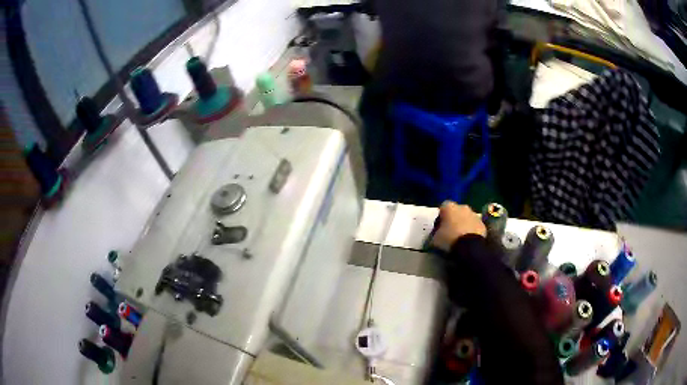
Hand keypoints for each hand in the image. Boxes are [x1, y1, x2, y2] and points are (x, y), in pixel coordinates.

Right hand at [431, 201, 485, 251]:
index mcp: (449, 207)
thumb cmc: (449, 239)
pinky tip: (468, 240)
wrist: (470, 247)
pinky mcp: (482, 224)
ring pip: (466, 217)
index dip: (441, 217)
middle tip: (450, 231)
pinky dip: (471, 230)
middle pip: (456, 211)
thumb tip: (436, 234)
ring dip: (463, 224)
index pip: (442, 207)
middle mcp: (462, 207)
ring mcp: (474, 214)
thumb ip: (435, 233)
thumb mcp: (435, 238)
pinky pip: (474, 225)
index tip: (439, 226)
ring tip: (460, 237)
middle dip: (453, 219)